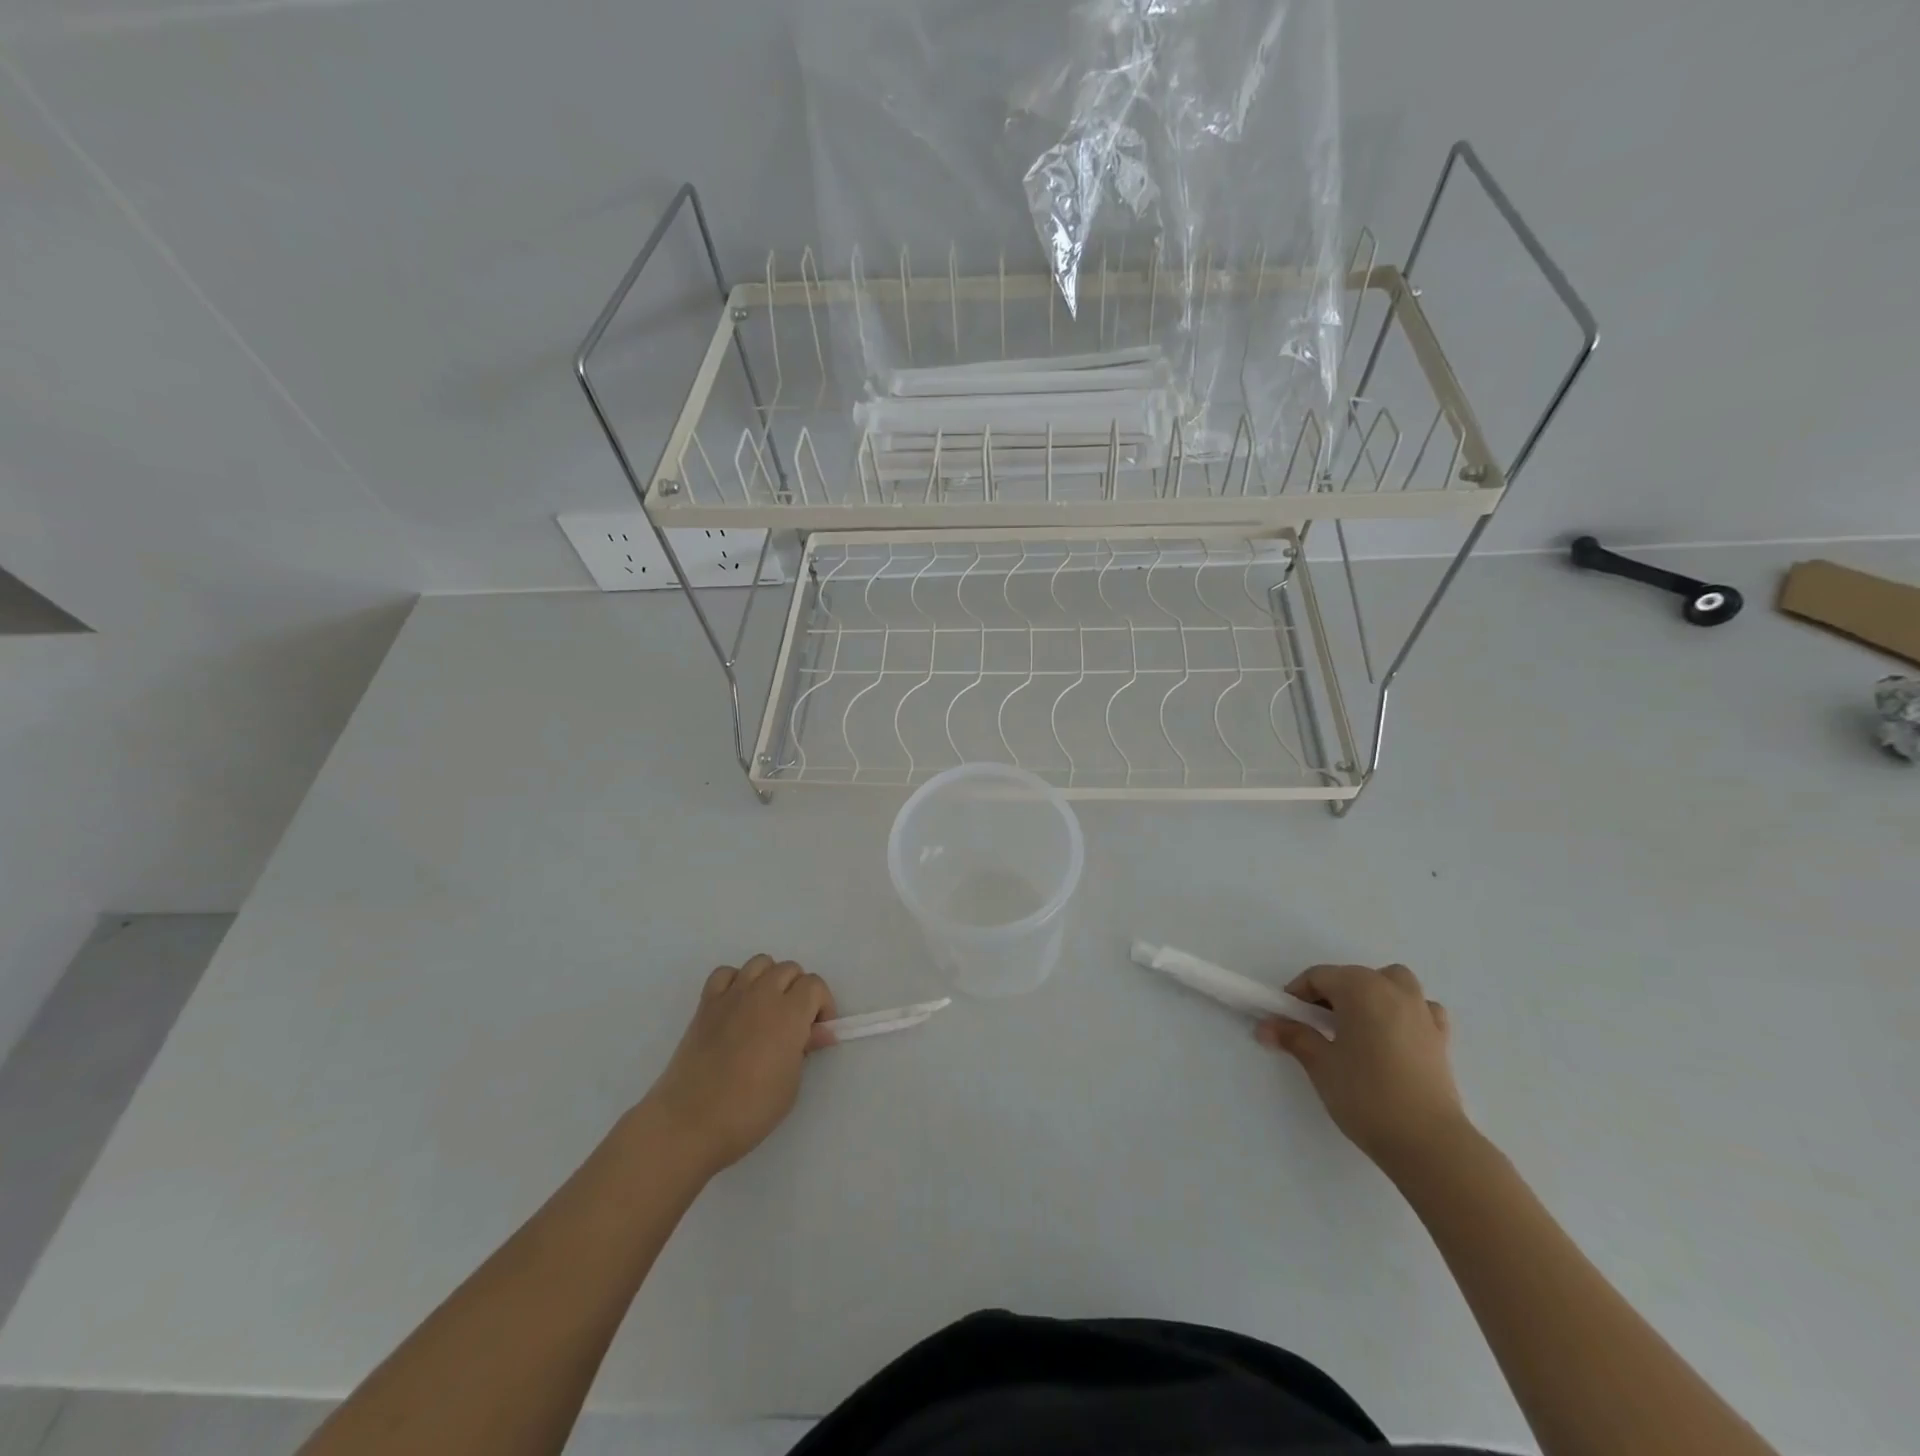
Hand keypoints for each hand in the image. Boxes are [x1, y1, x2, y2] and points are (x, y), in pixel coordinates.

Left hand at [642, 955, 836, 1174]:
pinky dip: (736, 981)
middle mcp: (762, 994)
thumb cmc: (750, 1109)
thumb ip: (805, 1048)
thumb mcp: (791, 1083)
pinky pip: (725, 973)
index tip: (817, 1031)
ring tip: (767, 1010)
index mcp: (789, 1013)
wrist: (690, 1122)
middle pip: (789, 969)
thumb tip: (819, 1032)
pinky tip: (737, 1006)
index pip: (814, 985)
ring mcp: (731, 996)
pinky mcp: (706, 1004)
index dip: (822, 1005)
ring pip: (760, 963)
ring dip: (770, 979)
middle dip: (798, 990)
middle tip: (795, 1023)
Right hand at [1256, 963, 1467, 1176]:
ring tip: (1357, 1023)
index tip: (1286, 1019)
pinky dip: (1405, 1011)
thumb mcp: (1320, 1064)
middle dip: (1330, 994)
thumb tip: (1265, 1028)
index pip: (1318, 977)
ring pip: (1392, 983)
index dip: (1297, 994)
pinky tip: (1393, 1035)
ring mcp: (1422, 1011)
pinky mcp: (1441, 1037)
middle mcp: (1392, 990)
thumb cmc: (1365, 1095)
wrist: (1428, 1142)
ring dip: (1372, 992)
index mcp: (1360, 988)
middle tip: (1314, 1026)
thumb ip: (1293, 1037)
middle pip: (1353, 977)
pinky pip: (1420, 1008)